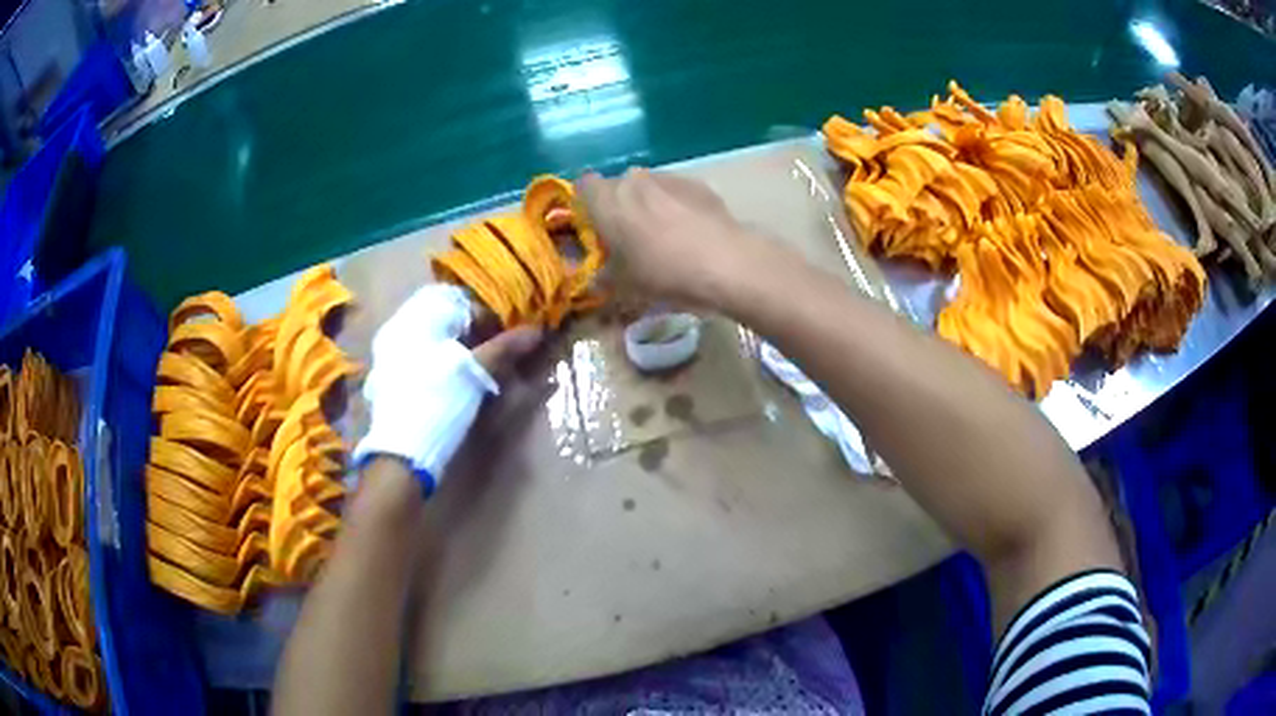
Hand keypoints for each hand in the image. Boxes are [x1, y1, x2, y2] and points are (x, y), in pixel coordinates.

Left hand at [353, 286, 540, 493]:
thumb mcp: (473, 372)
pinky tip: (454, 378)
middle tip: (494, 350)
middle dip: (472, 329)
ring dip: (457, 344)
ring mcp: (391, 352)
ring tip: (478, 366)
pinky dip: (440, 358)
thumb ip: (504, 348)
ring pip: (431, 335)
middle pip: (443, 315)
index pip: (459, 300)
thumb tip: (537, 330)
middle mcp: (398, 327)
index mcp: (416, 318)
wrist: (403, 453)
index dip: (486, 315)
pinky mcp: (391, 375)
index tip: (504, 336)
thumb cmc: (438, 402)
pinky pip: (420, 353)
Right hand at [578, 168, 774, 307]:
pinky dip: (676, 206)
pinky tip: (690, 232)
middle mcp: (633, 179)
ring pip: (648, 187)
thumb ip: (603, 275)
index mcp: (607, 200)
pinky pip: (675, 192)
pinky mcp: (697, 183)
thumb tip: (598, 276)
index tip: (596, 228)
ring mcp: (668, 177)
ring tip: (664, 236)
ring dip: (649, 205)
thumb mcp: (624, 284)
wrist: (725, 262)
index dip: (587, 206)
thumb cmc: (663, 272)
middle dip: (620, 206)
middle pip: (617, 186)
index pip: (583, 187)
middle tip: (629, 237)